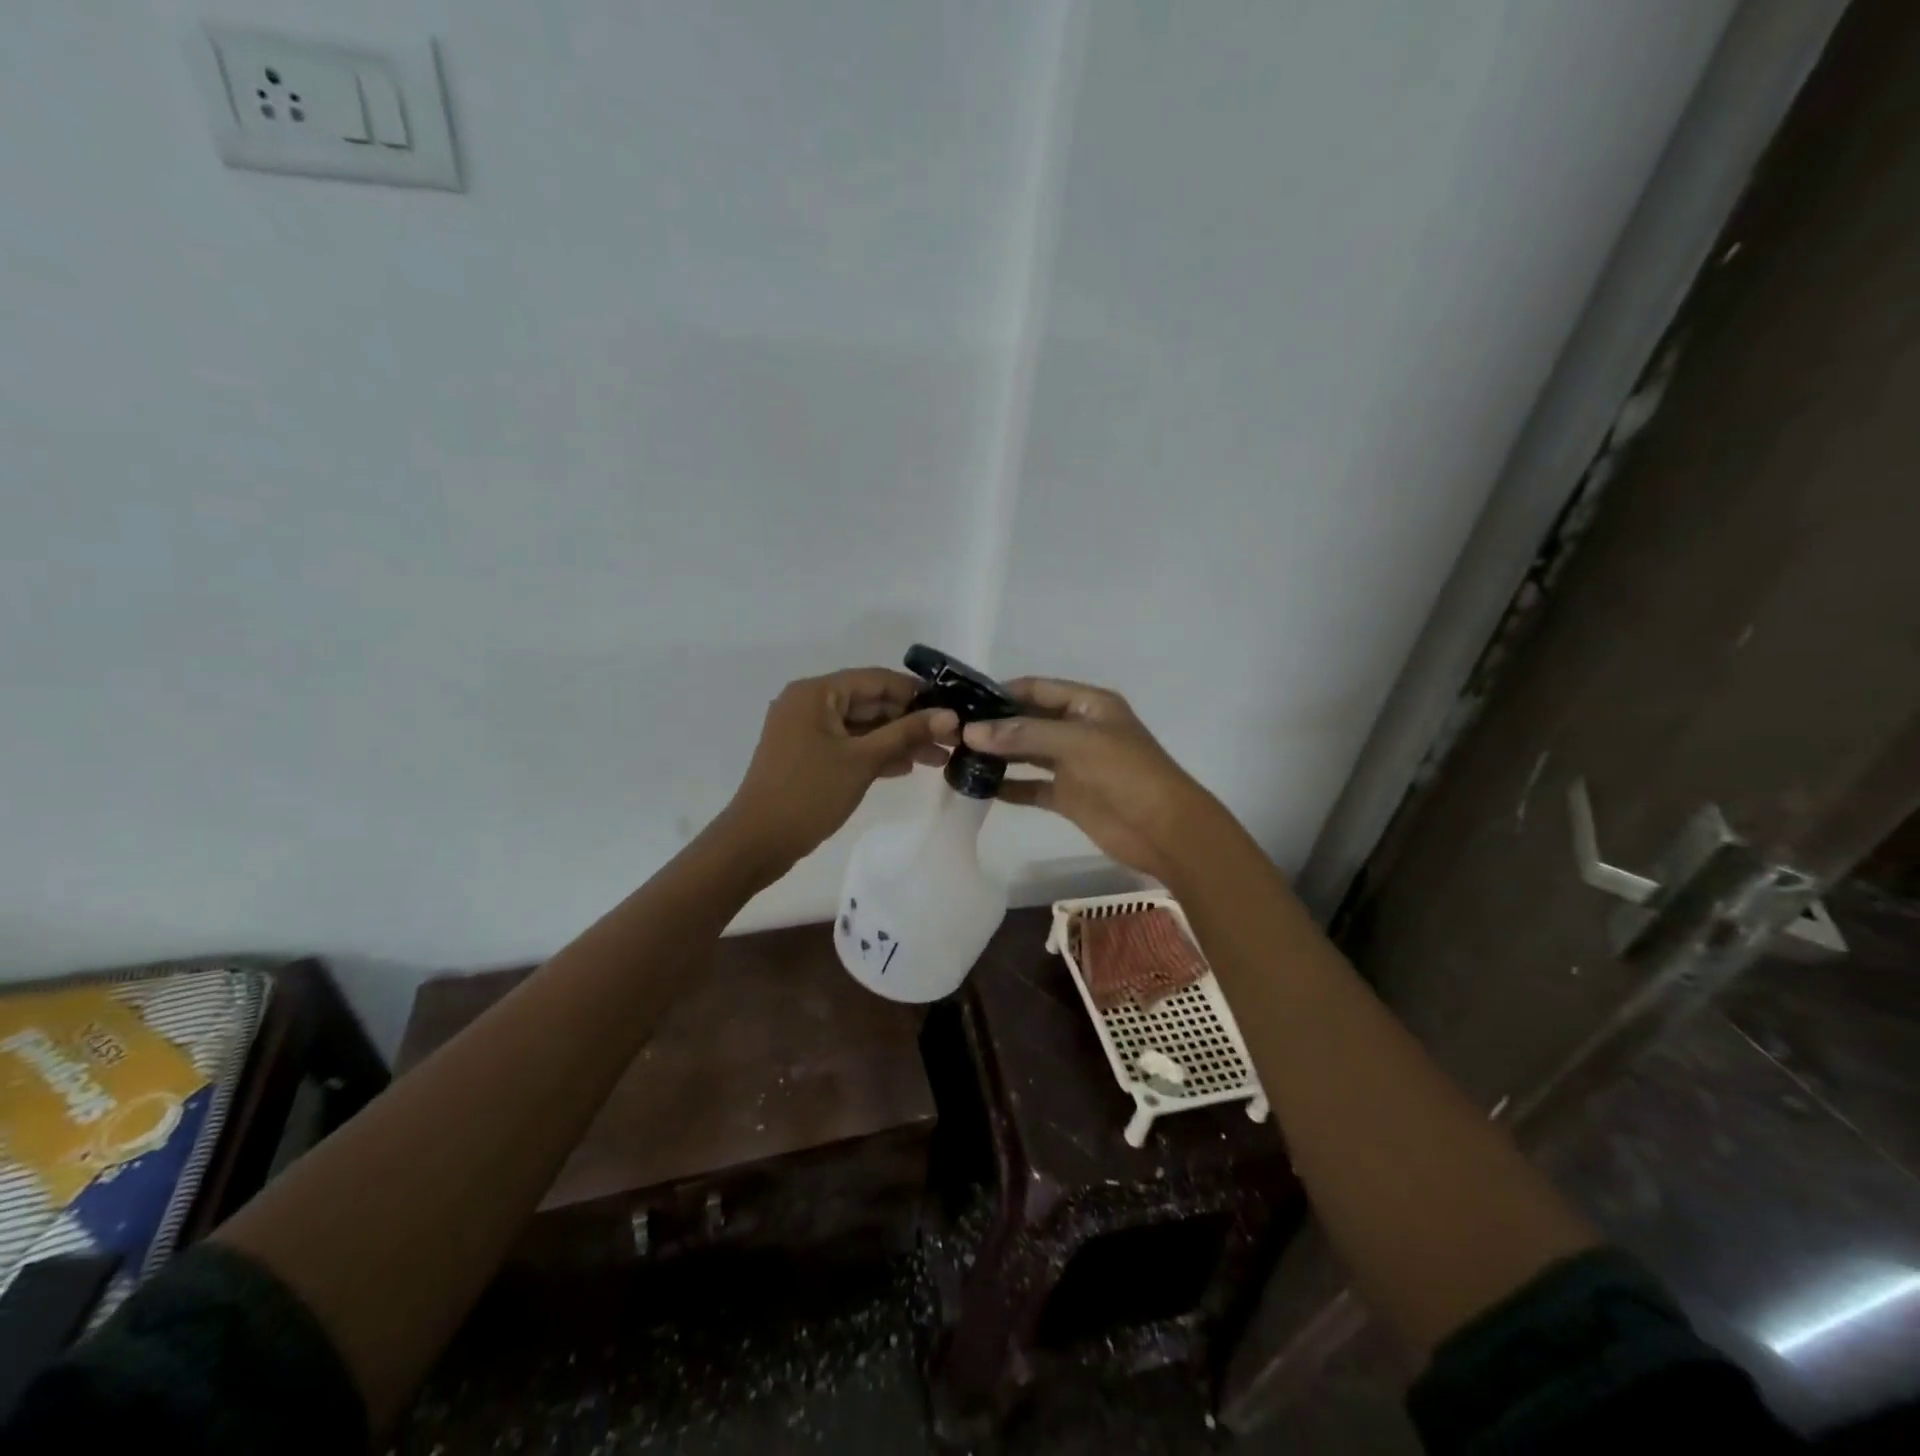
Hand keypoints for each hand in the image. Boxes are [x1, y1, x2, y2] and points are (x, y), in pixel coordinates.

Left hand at [722, 668, 957, 873]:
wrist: (758, 842)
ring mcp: (807, 731)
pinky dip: (876, 754)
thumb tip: (950, 715)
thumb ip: (906, 734)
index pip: (876, 679)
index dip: (916, 693)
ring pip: (862, 727)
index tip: (953, 708)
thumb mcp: (862, 761)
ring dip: (898, 740)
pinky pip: (849, 745)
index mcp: (816, 693)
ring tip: (939, 757)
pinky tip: (908, 767)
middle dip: (911, 720)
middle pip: (870, 702)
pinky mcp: (809, 756)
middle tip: (952, 738)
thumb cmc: (809, 793)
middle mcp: (809, 704)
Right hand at [961, 677, 1228, 883]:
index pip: (1037, 689)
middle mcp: (1078, 729)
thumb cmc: (1126, 773)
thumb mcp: (1075, 742)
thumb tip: (971, 732)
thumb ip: (1023, 734)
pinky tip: (980, 786)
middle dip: (995, 725)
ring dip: (998, 755)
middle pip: (1029, 720)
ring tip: (957, 756)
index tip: (963, 701)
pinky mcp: (1068, 797)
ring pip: (1028, 753)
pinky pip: (1032, 786)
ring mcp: (1073, 764)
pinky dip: (1009, 786)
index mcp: (1088, 704)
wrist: (1165, 830)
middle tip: (951, 731)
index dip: (1001, 692)